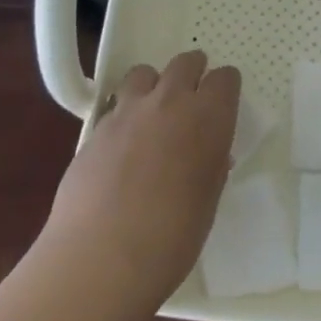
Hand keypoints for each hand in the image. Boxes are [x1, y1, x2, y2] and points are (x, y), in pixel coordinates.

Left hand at [38, 50, 238, 312]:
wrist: (102, 257)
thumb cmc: (172, 238)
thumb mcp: (207, 202)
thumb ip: (210, 166)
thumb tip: (208, 154)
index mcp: (208, 117)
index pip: (225, 78)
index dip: (225, 88)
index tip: (223, 102)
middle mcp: (170, 101)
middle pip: (185, 63)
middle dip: (192, 73)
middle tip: (192, 97)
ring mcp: (128, 110)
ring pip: (144, 73)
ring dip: (154, 85)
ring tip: (152, 112)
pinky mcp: (96, 127)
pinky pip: (115, 104)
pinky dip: (124, 113)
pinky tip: (122, 143)